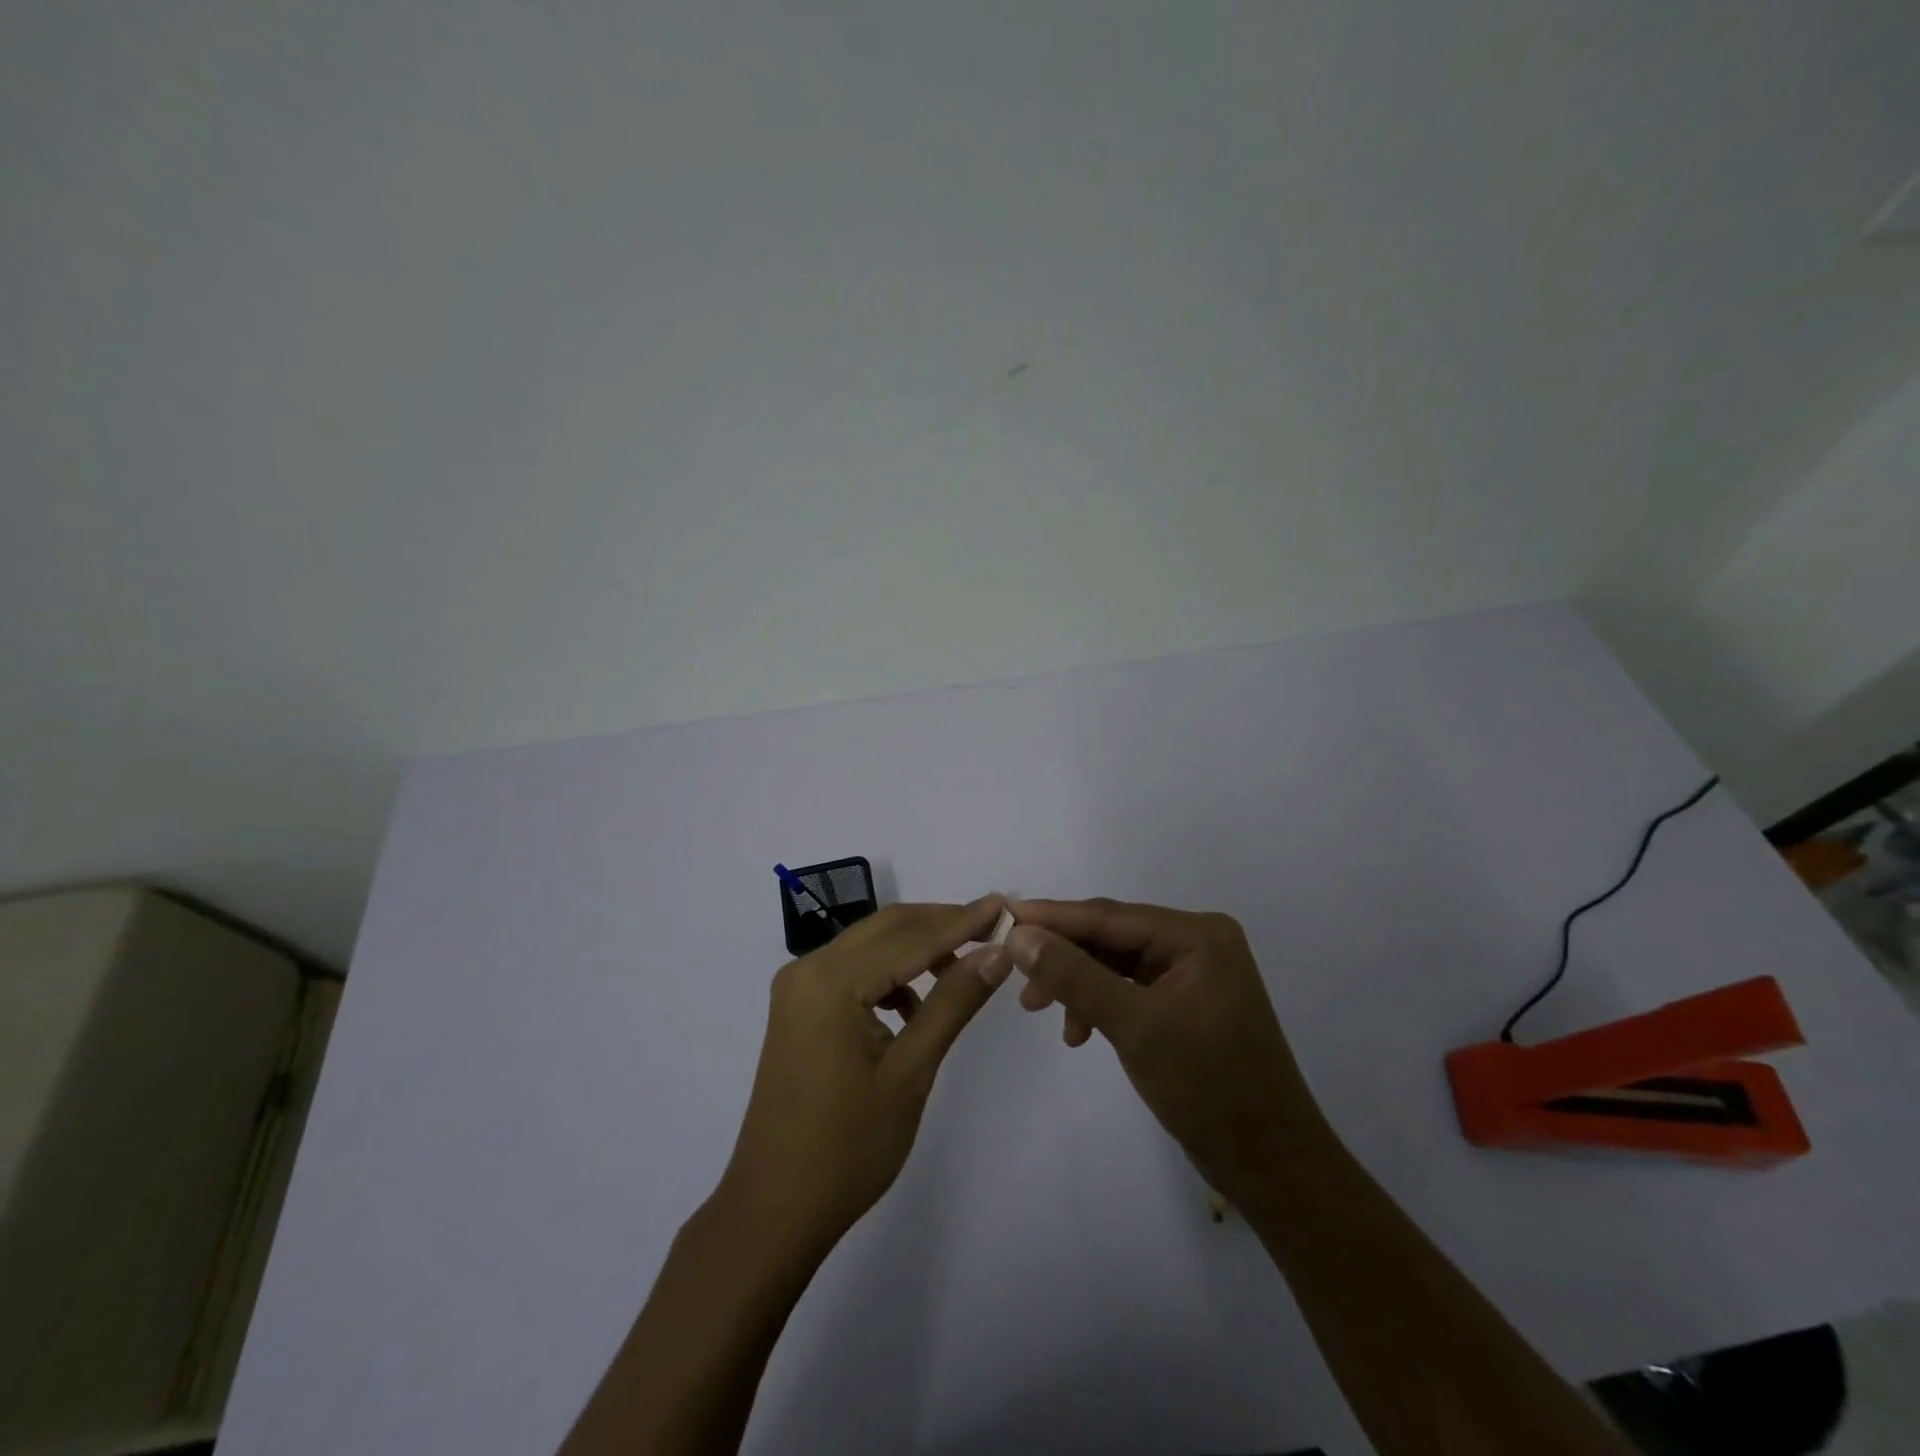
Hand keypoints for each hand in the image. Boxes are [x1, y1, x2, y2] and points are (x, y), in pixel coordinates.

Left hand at [715, 897, 1012, 1258]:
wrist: (774, 1210)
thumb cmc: (847, 1148)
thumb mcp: (911, 1071)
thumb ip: (953, 1003)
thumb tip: (996, 953)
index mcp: (830, 980)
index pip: (911, 938)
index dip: (962, 922)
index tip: (1005, 906)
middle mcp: (807, 969)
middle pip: (887, 928)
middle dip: (941, 924)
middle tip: (993, 927)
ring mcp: (798, 989)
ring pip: (870, 946)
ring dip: (917, 948)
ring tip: (965, 966)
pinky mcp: (799, 1009)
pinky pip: (853, 971)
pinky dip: (890, 974)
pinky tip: (916, 1005)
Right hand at [1006, 898, 1323, 1200]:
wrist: (1268, 1163)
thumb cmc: (1207, 1086)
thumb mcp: (1133, 1025)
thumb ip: (1074, 976)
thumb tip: (1019, 936)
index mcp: (1197, 935)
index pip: (1110, 915)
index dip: (1053, 916)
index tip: (1003, 916)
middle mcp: (1197, 943)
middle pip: (1111, 936)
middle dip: (1062, 955)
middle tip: (1016, 976)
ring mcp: (1193, 974)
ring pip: (1115, 964)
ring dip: (1077, 984)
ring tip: (1038, 1010)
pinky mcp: (1185, 1004)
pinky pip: (1129, 989)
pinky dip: (1099, 1004)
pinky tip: (1078, 1032)